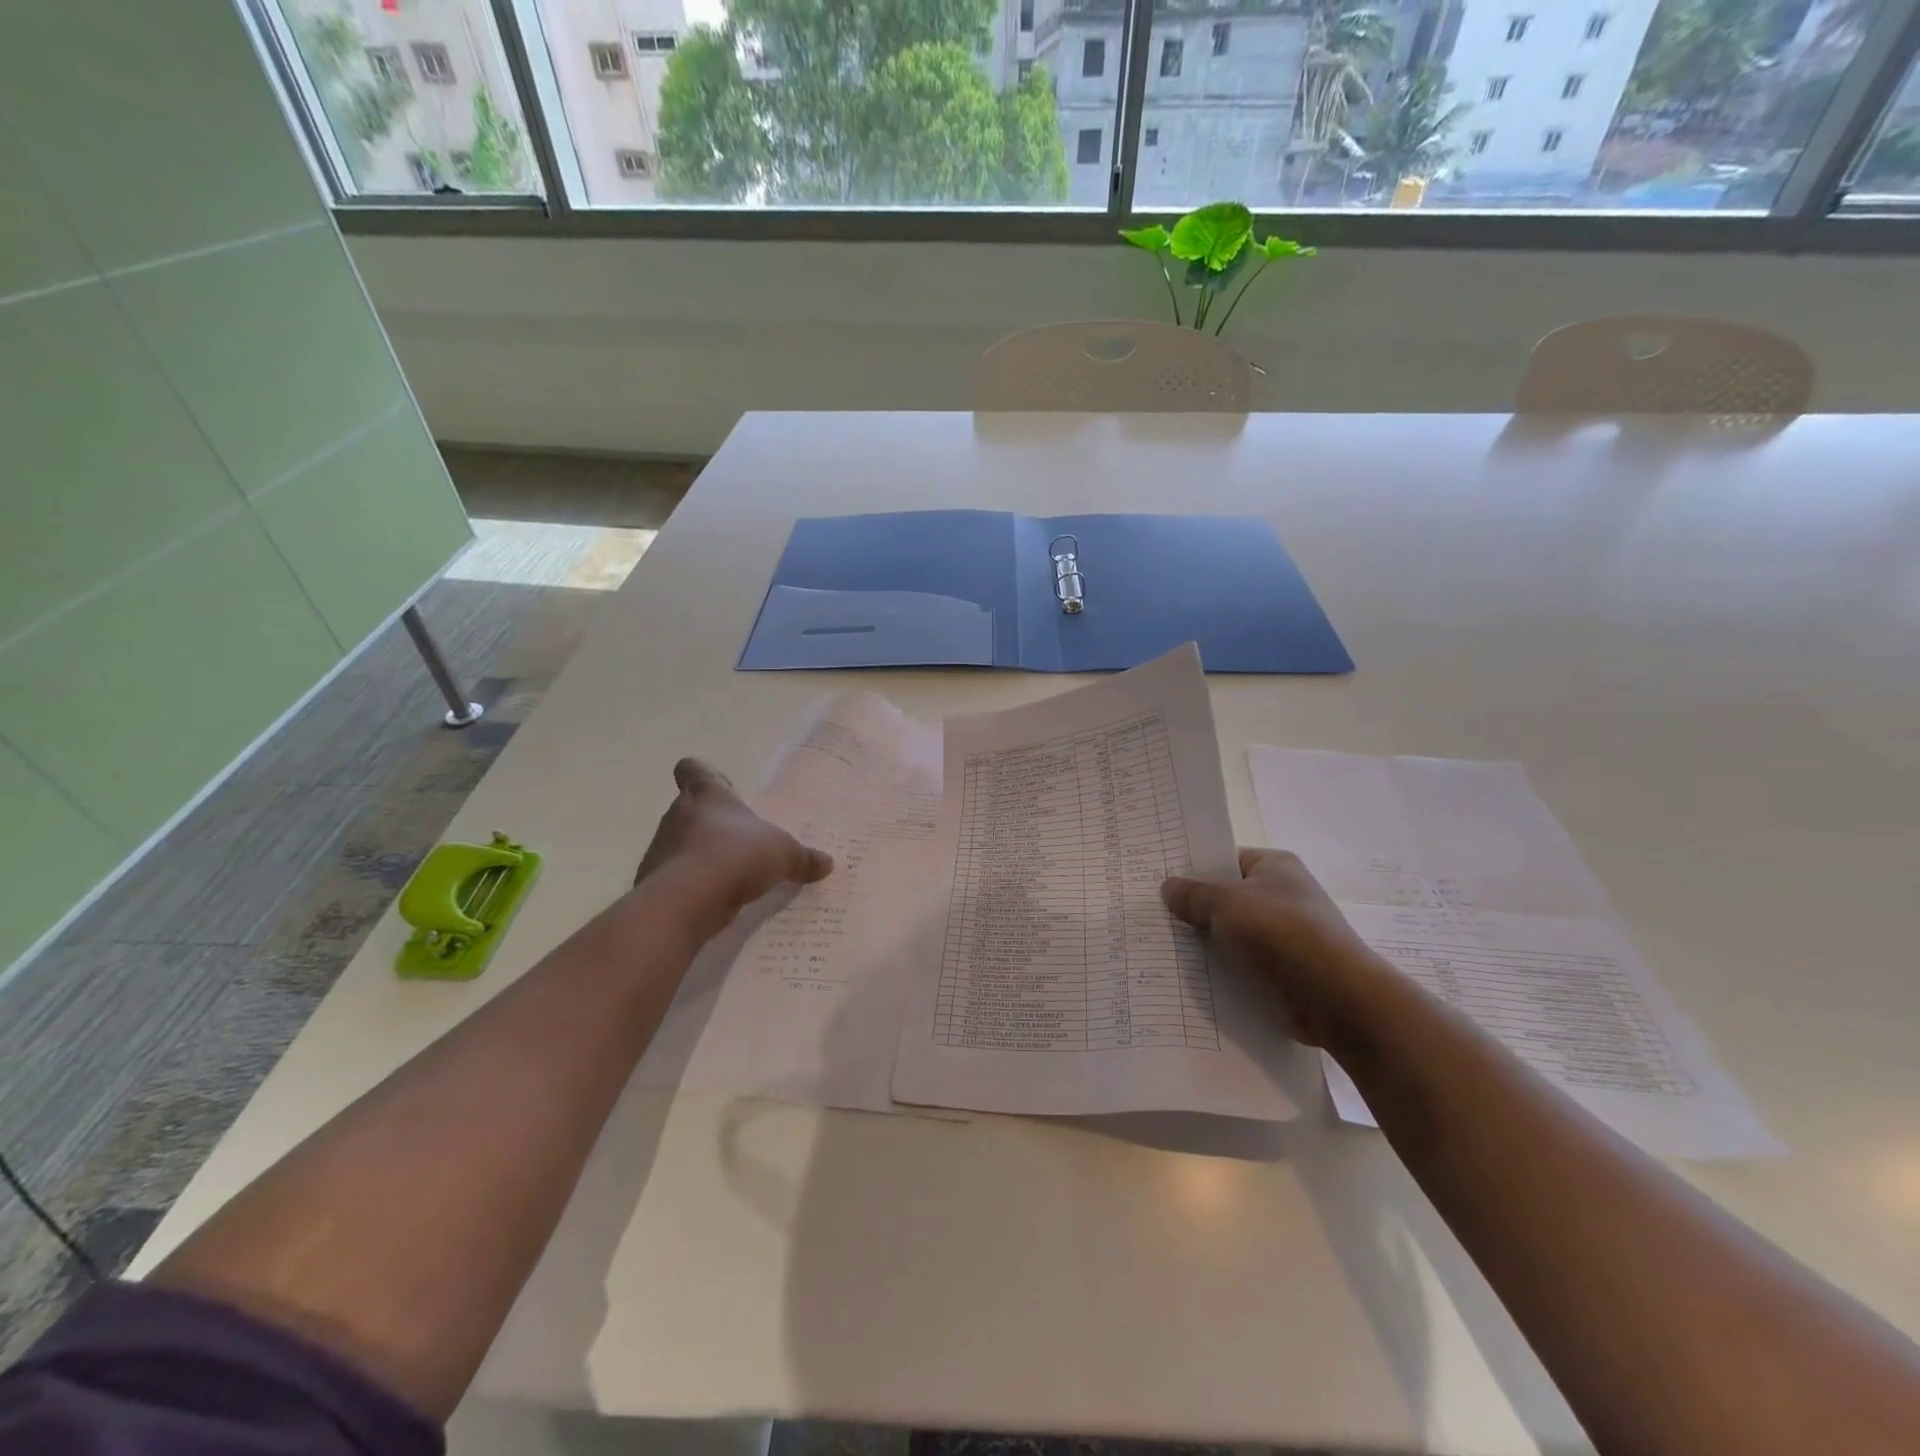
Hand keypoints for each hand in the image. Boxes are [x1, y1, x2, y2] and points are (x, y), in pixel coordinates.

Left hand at [635, 759, 832, 925]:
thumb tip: (827, 863)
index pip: (693, 770)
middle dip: (709, 824)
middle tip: (737, 840)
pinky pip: (676, 880)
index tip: (714, 785)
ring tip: (729, 876)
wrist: (686, 901)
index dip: (700, 774)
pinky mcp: (655, 884)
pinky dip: (692, 888)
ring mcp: (661, 850)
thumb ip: (803, 858)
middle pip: (688, 811)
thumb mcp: (783, 855)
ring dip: (700, 857)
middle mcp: (677, 816)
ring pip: (680, 846)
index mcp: (706, 796)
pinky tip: (715, 901)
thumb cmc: (736, 856)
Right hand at [1162, 849, 1396, 1045]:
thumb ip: (1193, 895)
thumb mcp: (1226, 904)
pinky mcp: (1283, 972)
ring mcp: (1285, 936)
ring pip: (1232, 934)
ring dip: (1205, 944)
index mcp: (1275, 867)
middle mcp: (1283, 896)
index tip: (1160, 880)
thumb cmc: (1281, 933)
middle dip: (1195, 909)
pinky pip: (1242, 965)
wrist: (1335, 998)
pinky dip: (1221, 971)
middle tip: (1152, 914)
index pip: (1226, 859)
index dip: (1194, 868)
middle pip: (1227, 898)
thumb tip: (1168, 887)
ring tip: (1161, 946)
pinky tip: (1188, 977)